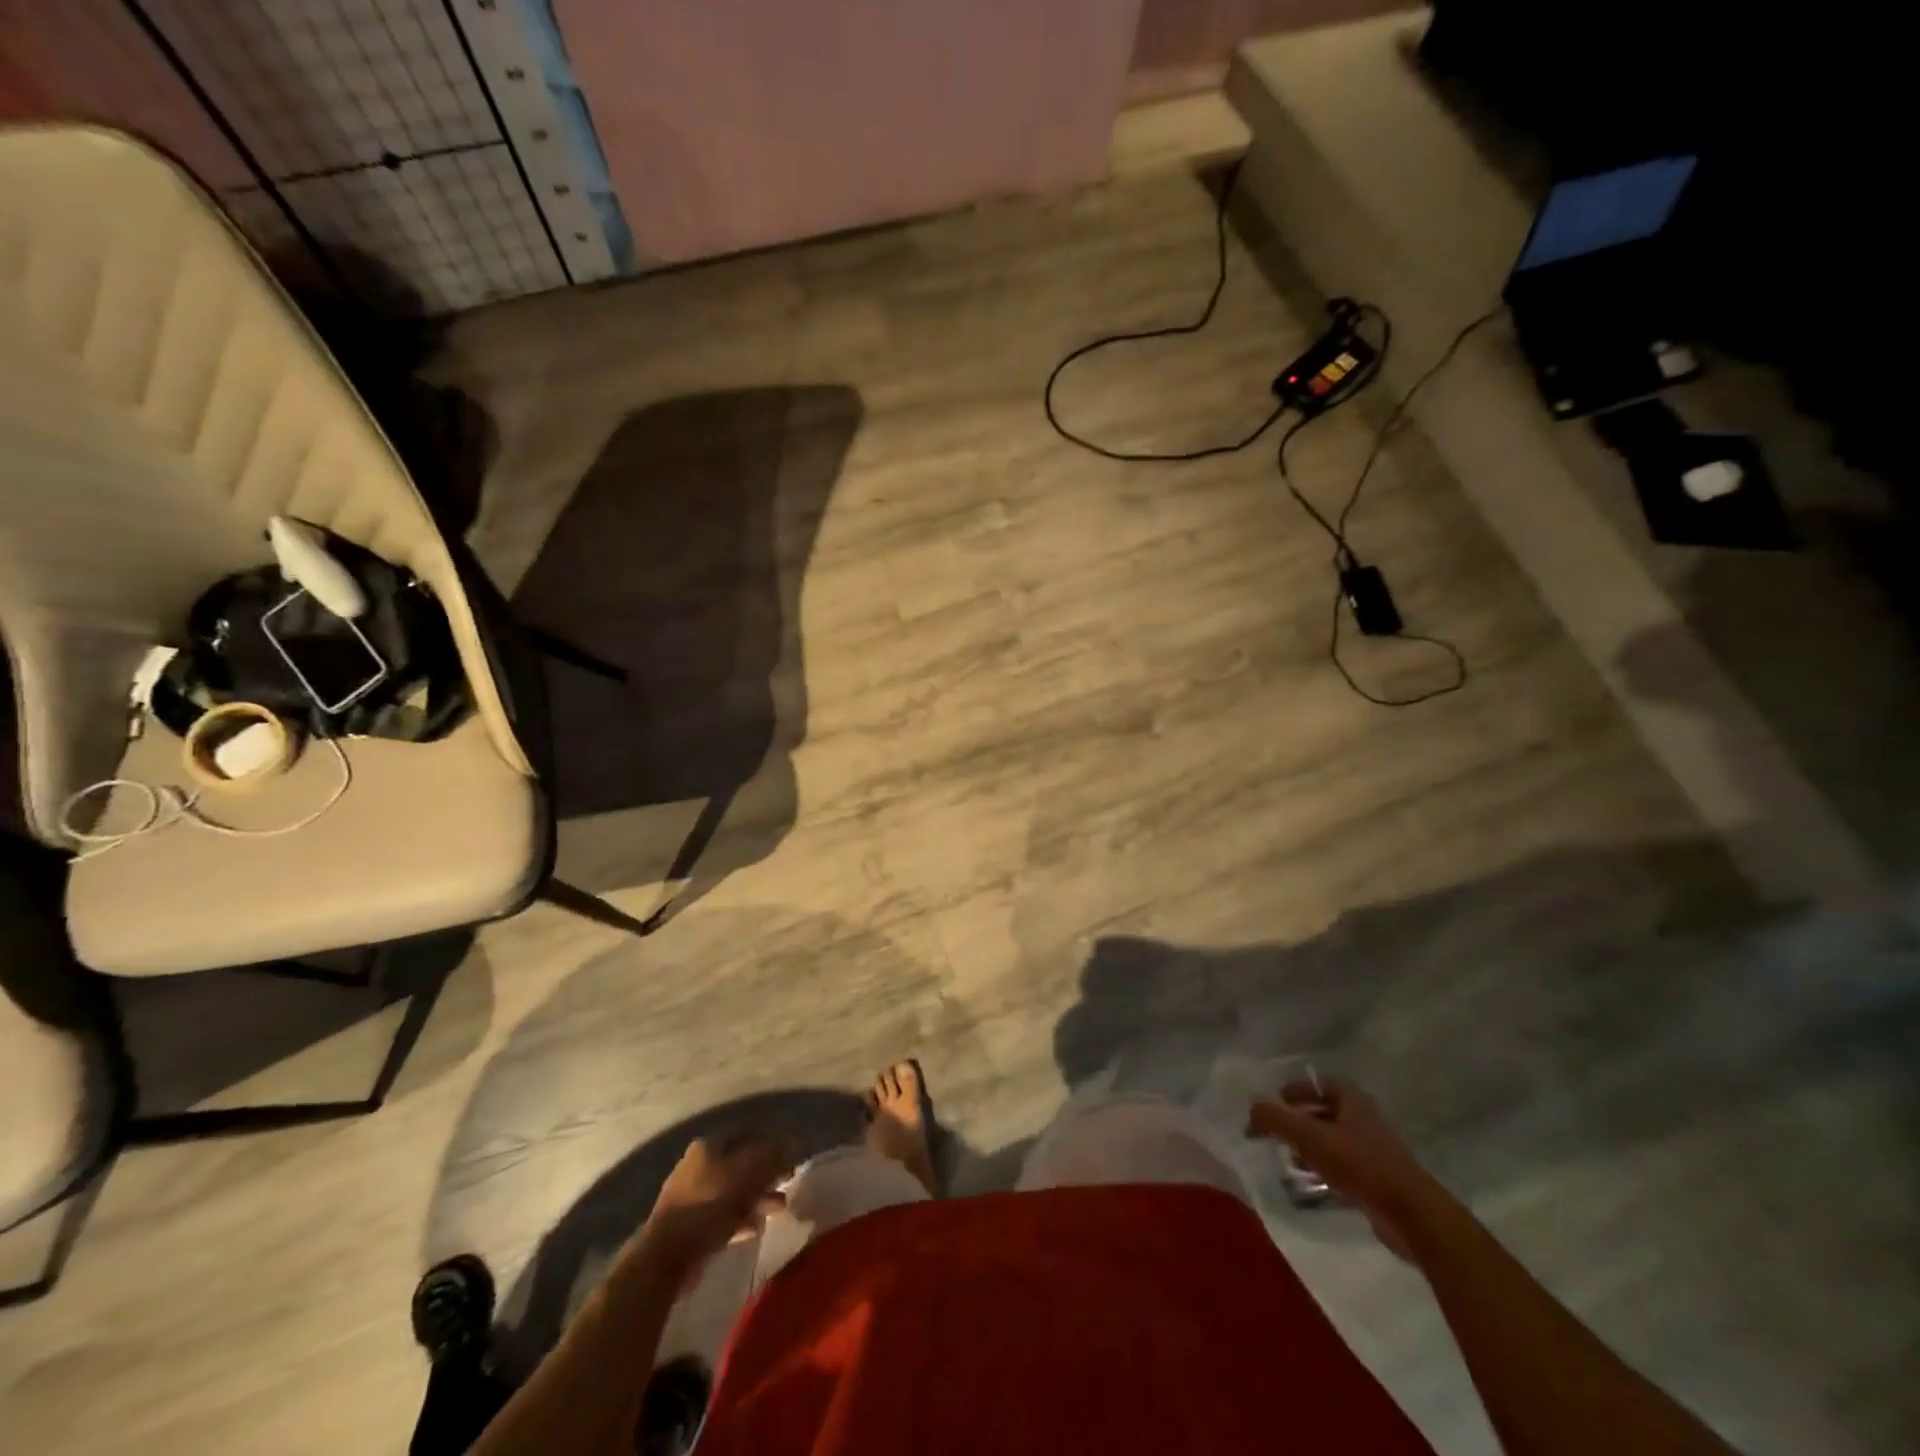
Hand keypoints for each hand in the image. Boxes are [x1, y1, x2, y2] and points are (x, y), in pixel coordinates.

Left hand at [641, 1132, 795, 1271]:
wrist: (665, 1257)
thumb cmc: (709, 1205)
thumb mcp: (747, 1174)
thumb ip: (772, 1155)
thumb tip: (793, 1140)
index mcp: (710, 1145)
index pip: (748, 1133)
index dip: (773, 1142)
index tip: (792, 1156)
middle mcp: (699, 1164)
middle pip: (741, 1162)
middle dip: (767, 1173)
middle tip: (787, 1181)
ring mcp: (692, 1195)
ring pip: (734, 1190)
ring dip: (758, 1197)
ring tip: (778, 1208)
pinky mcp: (691, 1224)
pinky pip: (723, 1215)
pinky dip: (741, 1218)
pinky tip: (756, 1228)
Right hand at [1246, 1077, 1442, 1259]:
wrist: (1412, 1216)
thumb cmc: (1360, 1166)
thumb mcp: (1309, 1137)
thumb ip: (1275, 1120)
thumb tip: (1251, 1111)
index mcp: (1354, 1101)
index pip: (1323, 1083)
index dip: (1300, 1088)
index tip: (1279, 1098)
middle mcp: (1366, 1121)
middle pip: (1328, 1112)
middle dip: (1302, 1119)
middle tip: (1278, 1129)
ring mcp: (1376, 1153)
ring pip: (1336, 1141)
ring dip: (1312, 1147)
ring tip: (1289, 1158)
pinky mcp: (1380, 1183)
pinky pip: (1345, 1168)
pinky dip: (1325, 1170)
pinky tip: (1312, 1184)